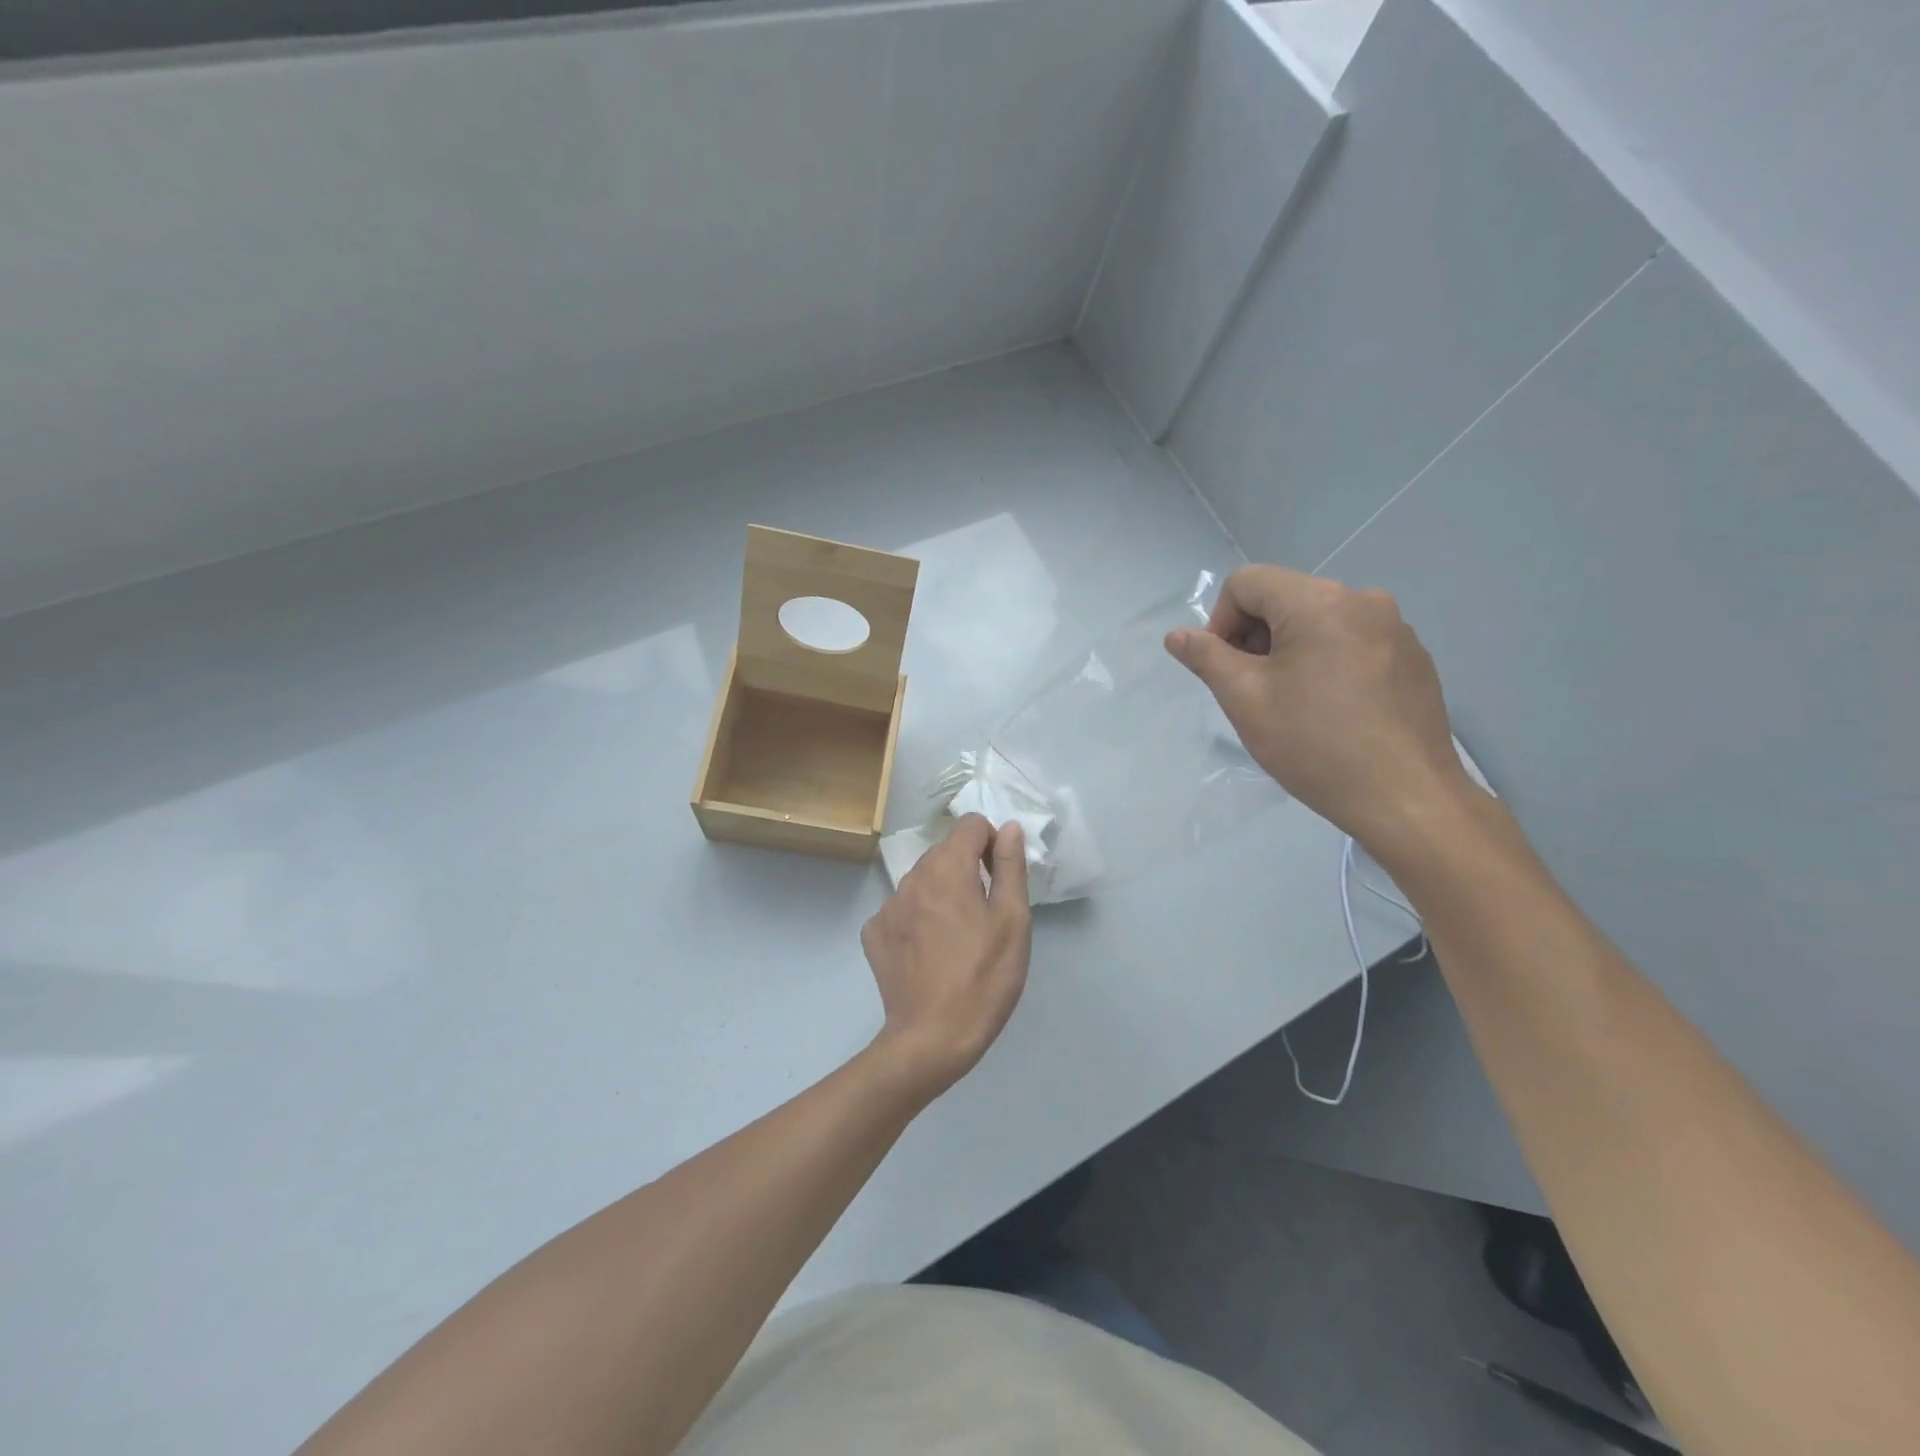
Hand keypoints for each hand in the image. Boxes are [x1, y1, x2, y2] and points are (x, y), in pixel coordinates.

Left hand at [861, 815, 1031, 1100]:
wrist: (932, 1037)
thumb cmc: (984, 977)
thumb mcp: (1012, 920)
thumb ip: (1010, 866)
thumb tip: (1009, 827)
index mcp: (947, 868)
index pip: (971, 825)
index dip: (993, 843)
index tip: (1001, 877)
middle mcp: (911, 877)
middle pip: (945, 852)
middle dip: (968, 869)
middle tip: (985, 914)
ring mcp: (887, 906)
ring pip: (922, 882)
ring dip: (942, 894)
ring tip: (958, 938)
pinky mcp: (874, 934)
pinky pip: (902, 911)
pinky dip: (918, 920)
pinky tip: (929, 953)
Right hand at [1165, 565, 1478, 856]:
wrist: (1406, 798)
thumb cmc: (1315, 745)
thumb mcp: (1245, 700)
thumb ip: (1206, 658)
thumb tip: (1177, 635)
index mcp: (1318, 601)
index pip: (1246, 583)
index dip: (1220, 622)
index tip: (1226, 671)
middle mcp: (1362, 599)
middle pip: (1283, 597)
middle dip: (1255, 637)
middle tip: (1255, 692)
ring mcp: (1395, 627)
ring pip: (1318, 620)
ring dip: (1290, 650)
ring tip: (1293, 704)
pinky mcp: (1413, 657)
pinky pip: (1352, 641)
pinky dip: (1327, 662)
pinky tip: (1333, 710)